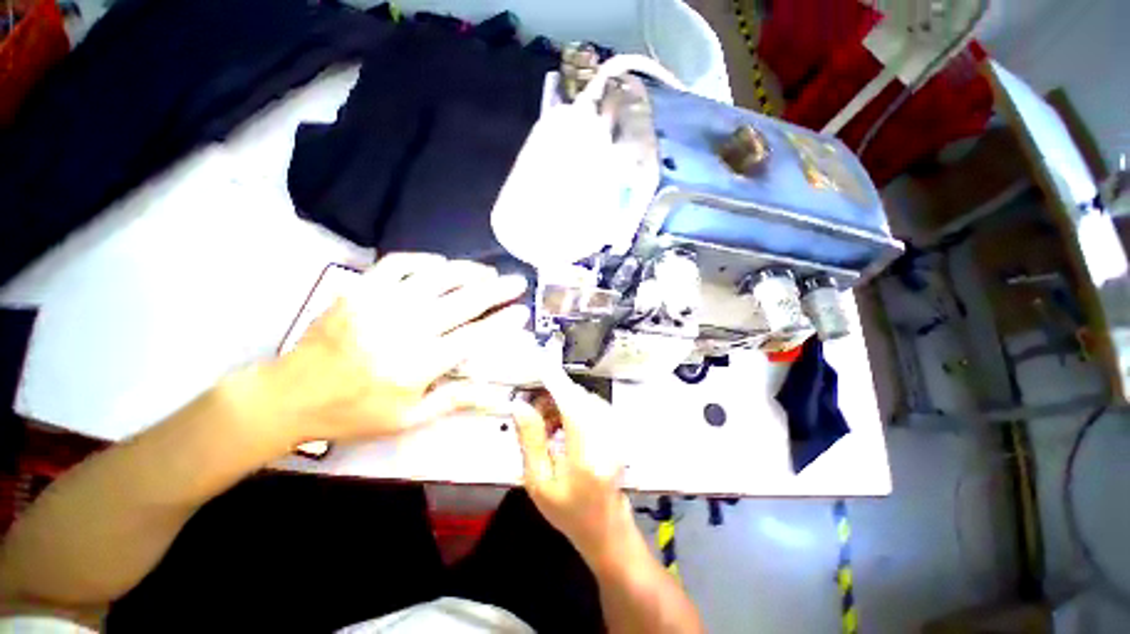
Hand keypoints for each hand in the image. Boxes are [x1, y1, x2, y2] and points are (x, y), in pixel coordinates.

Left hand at [251, 253, 528, 443]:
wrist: (291, 394)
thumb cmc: (355, 411)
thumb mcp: (409, 418)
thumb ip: (455, 401)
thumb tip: (496, 394)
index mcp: (418, 364)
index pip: (475, 337)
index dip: (503, 322)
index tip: (523, 312)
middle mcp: (404, 328)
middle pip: (464, 301)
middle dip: (498, 289)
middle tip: (518, 281)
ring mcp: (380, 304)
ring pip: (437, 276)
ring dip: (469, 270)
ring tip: (487, 271)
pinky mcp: (360, 290)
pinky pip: (399, 263)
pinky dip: (426, 259)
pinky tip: (441, 265)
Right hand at [512, 376, 633, 563]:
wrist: (605, 529)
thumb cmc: (568, 512)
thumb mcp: (539, 483)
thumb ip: (530, 441)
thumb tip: (520, 406)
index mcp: (585, 456)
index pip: (571, 406)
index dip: (556, 383)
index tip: (541, 365)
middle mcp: (607, 439)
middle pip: (580, 398)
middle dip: (556, 394)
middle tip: (535, 409)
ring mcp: (617, 435)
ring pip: (587, 400)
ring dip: (565, 402)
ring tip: (548, 423)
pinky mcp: (618, 433)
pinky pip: (595, 407)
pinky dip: (576, 408)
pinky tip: (564, 425)